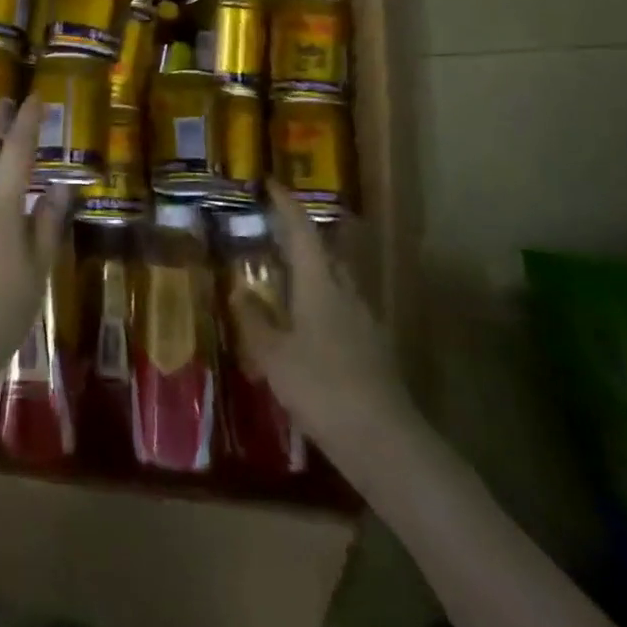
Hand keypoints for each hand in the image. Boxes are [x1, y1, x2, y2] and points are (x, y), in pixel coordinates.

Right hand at [231, 181, 419, 465]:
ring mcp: (364, 321)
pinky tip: (306, 325)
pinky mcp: (373, 349)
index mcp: (320, 284)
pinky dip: (321, 302)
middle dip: (301, 236)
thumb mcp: (274, 356)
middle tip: (272, 230)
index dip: (286, 205)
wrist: (385, 443)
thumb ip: (255, 321)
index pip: (302, 231)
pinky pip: (342, 308)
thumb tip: (240, 291)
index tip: (270, 183)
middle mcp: (346, 293)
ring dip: (312, 270)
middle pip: (325, 252)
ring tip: (284, 276)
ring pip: (335, 281)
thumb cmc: (322, 388)